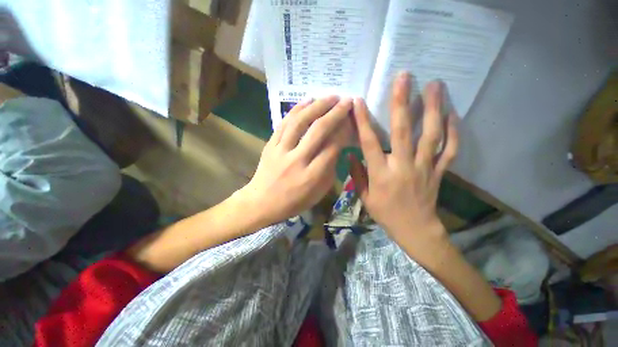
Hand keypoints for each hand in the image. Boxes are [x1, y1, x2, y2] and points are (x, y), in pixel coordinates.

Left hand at [241, 96, 352, 225]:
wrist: (262, 201)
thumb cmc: (294, 201)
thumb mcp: (318, 192)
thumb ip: (330, 169)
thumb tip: (337, 146)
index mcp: (311, 176)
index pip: (332, 147)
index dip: (344, 130)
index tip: (351, 119)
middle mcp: (297, 160)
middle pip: (318, 130)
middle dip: (335, 113)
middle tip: (346, 100)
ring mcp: (281, 150)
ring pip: (300, 121)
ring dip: (317, 106)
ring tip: (330, 96)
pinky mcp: (270, 144)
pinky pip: (284, 123)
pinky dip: (297, 109)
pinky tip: (308, 101)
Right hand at [350, 72, 458, 243]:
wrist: (416, 230)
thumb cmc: (386, 214)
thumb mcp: (365, 197)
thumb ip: (356, 174)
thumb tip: (350, 155)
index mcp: (381, 174)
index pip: (369, 143)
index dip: (363, 121)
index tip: (359, 102)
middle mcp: (403, 166)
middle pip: (403, 131)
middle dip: (401, 103)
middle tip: (404, 77)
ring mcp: (425, 167)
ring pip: (431, 135)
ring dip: (433, 108)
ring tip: (435, 84)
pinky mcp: (439, 171)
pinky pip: (450, 149)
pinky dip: (454, 131)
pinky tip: (452, 113)